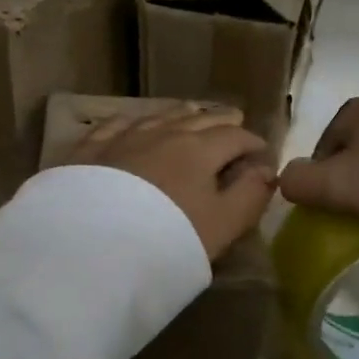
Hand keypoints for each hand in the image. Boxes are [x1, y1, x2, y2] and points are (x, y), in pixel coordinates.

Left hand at [64, 107, 276, 259]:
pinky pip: (118, 123)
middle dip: (221, 121)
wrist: (93, 245)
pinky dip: (136, 120)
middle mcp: (163, 133)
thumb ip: (250, 196)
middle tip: (234, 121)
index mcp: (200, 150)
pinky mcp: (91, 149)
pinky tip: (134, 121)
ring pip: (160, 116)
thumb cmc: (168, 238)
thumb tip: (267, 171)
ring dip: (182, 115)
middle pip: (199, 119)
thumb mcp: (222, 226)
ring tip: (192, 113)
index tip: (261, 152)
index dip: (253, 143)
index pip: (235, 137)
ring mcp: (124, 137)